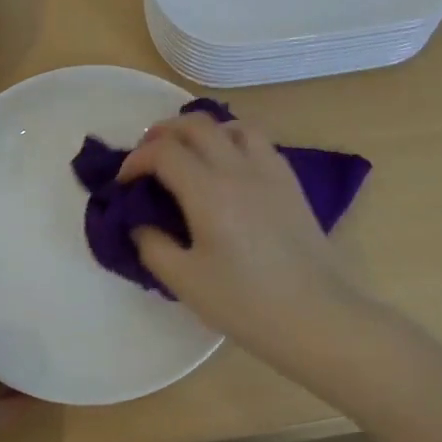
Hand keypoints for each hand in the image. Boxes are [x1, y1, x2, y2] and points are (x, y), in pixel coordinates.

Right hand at [117, 110, 357, 369]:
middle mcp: (237, 168)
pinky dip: (232, 139)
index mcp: (208, 191)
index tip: (124, 181)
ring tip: (188, 152)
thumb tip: (138, 222)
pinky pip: (257, 140)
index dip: (136, 160)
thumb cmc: (247, 304)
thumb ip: (152, 246)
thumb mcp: (185, 282)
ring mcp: (268, 170)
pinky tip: (228, 165)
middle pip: (195, 125)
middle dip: (163, 132)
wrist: (318, 317)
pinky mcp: (289, 181)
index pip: (163, 152)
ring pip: (230, 124)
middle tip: (147, 155)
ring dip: (201, 130)